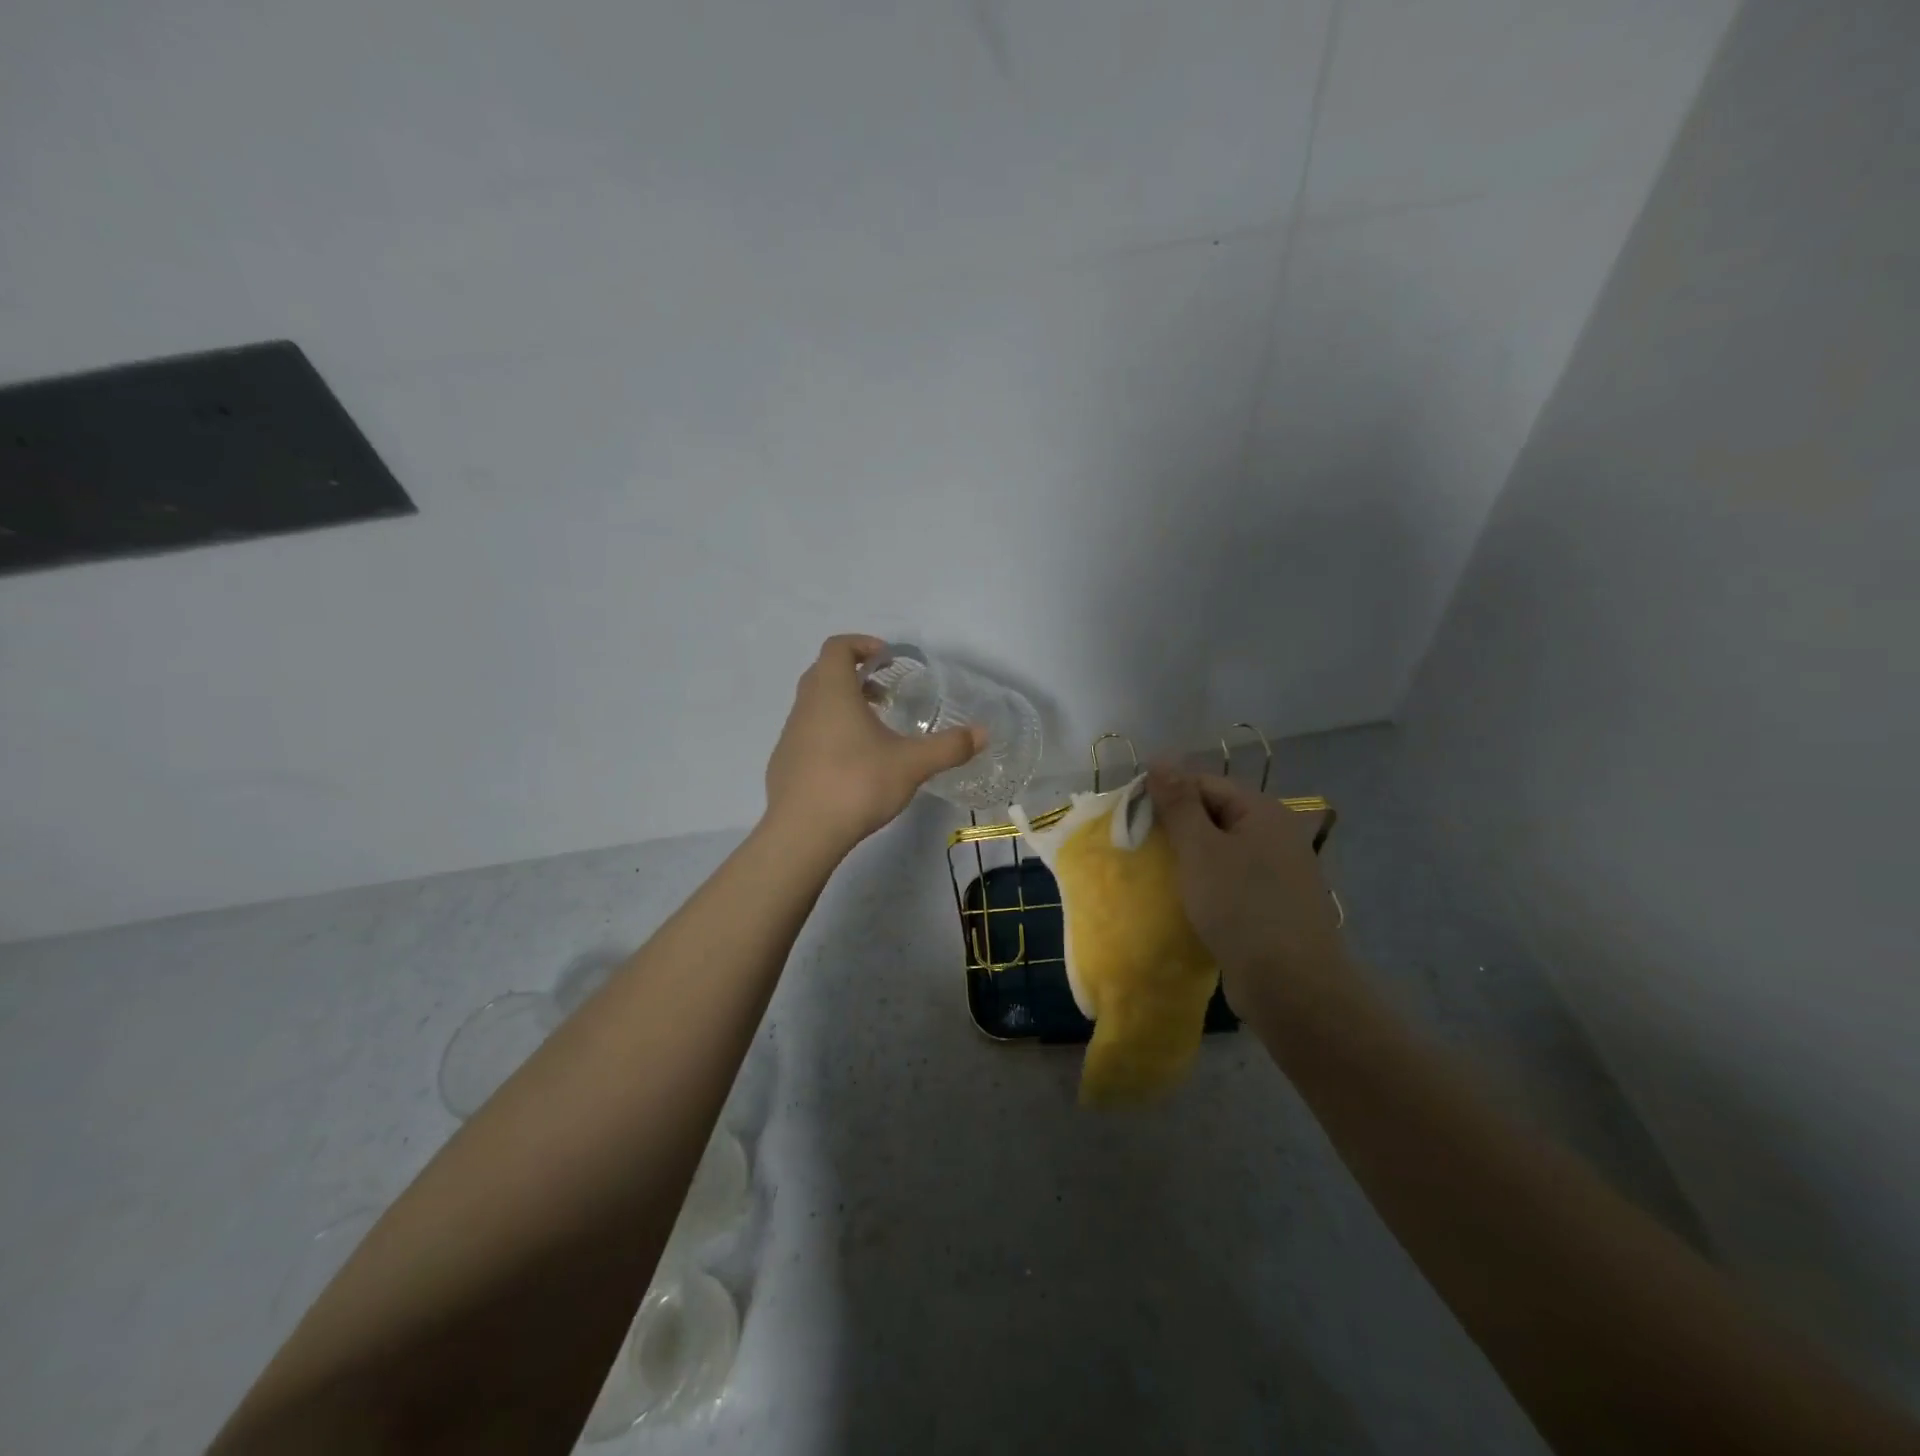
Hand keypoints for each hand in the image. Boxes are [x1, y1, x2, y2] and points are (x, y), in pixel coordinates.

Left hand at [763, 635, 984, 852]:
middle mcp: (806, 705)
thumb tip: (983, 734)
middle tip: (886, 693)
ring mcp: (790, 735)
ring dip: (842, 706)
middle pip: (825, 673)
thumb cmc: (856, 783)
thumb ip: (949, 747)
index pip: (838, 647)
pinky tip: (852, 764)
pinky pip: (808, 734)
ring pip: (815, 705)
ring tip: (874, 731)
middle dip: (856, 676)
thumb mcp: (911, 764)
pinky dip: (830, 734)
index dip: (862, 644)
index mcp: (832, 691)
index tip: (888, 659)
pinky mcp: (784, 763)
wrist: (801, 833)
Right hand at [1147, 764, 1348, 1013]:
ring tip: (1155, 872)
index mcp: (1263, 811)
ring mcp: (1278, 872)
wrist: (1292, 986)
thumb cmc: (1241, 906)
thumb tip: (1160, 758)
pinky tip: (1184, 899)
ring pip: (1221, 850)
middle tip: (1138, 845)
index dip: (1166, 794)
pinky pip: (1231, 881)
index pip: (1204, 783)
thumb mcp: (1201, 849)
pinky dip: (1206, 884)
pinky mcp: (1272, 906)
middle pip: (1214, 814)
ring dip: (1188, 858)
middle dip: (1175, 827)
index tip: (1130, 816)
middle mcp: (1276, 834)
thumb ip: (1178, 803)